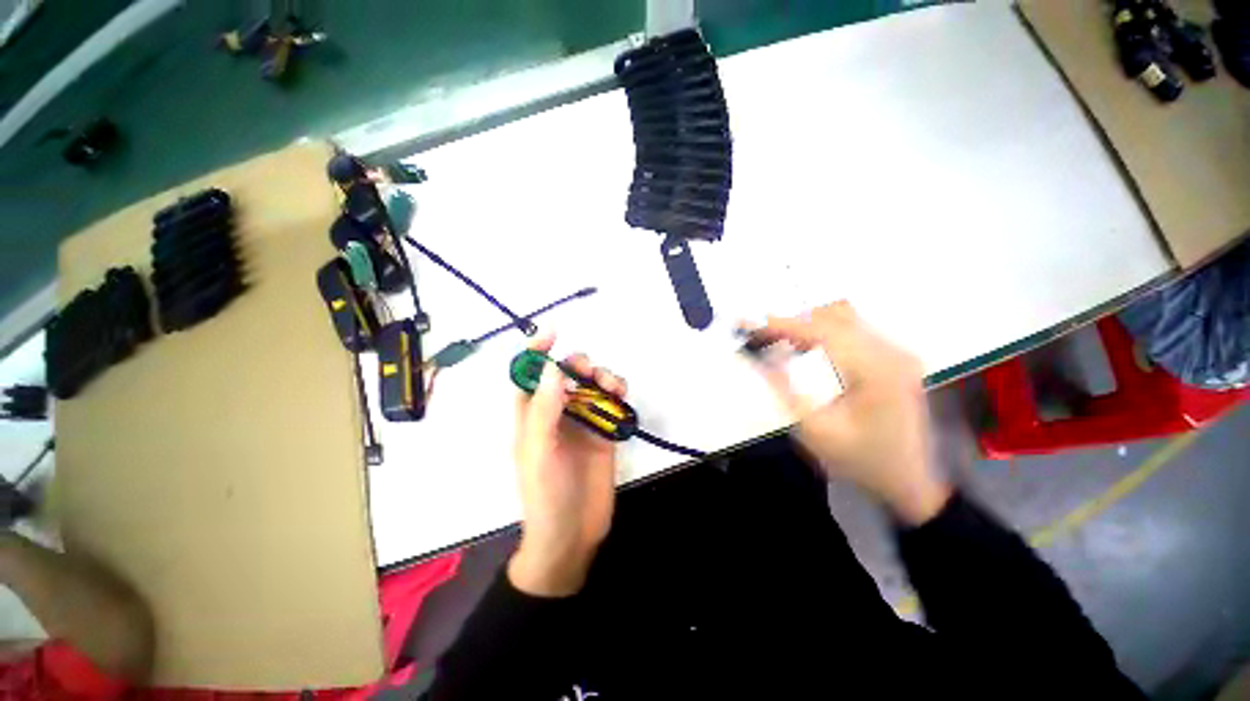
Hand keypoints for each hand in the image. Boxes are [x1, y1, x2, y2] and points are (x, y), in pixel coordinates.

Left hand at [508, 334, 625, 596]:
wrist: (573, 534)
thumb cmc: (545, 494)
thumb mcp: (539, 451)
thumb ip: (544, 410)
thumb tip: (550, 368)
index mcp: (532, 415)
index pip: (528, 375)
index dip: (536, 351)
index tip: (552, 331)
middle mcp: (556, 413)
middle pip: (565, 375)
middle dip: (576, 364)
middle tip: (587, 370)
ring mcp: (582, 421)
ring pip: (591, 385)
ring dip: (601, 376)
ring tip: (610, 385)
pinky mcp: (603, 431)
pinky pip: (611, 403)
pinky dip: (616, 393)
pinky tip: (621, 395)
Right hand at [749, 302, 950, 524]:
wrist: (906, 480)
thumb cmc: (859, 460)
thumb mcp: (813, 429)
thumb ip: (783, 387)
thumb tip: (757, 355)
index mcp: (877, 373)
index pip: (823, 332)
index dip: (782, 325)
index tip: (750, 324)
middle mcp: (893, 353)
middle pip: (834, 317)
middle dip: (792, 323)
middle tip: (760, 336)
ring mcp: (897, 352)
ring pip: (843, 318)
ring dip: (807, 326)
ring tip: (780, 342)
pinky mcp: (894, 356)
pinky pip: (852, 329)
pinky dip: (822, 333)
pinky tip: (806, 348)